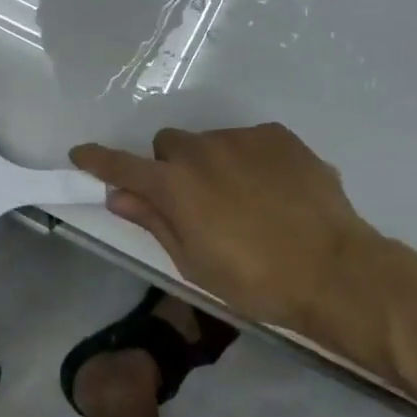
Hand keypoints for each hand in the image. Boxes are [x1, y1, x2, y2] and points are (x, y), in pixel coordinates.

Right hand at [69, 123, 386, 333]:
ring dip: (212, 164)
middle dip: (170, 166)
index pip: (123, 165)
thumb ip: (154, 222)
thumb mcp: (195, 263)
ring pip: (210, 142)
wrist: (336, 270)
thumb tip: (118, 196)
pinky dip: (249, 160)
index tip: (80, 153)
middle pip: (169, 144)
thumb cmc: (256, 280)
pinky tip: (274, 191)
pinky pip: (249, 141)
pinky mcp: (277, 135)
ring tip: (245, 201)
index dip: (99, 160)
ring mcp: (242, 138)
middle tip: (192, 201)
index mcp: (175, 185)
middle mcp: (202, 150)